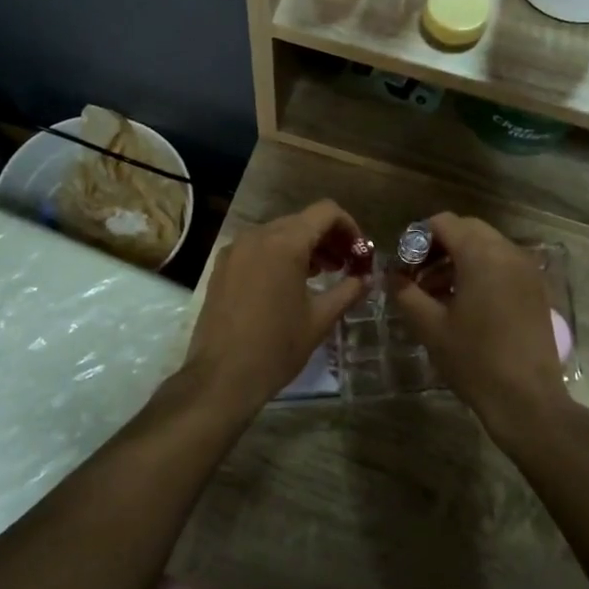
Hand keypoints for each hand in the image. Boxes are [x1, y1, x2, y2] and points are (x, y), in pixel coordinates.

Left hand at [182, 200, 367, 418]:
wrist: (222, 376)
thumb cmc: (276, 347)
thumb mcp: (320, 319)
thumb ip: (348, 291)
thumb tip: (367, 278)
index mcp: (285, 243)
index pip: (326, 212)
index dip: (349, 227)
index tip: (360, 253)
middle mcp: (257, 236)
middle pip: (302, 221)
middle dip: (328, 239)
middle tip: (346, 266)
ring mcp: (235, 249)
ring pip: (279, 233)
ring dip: (305, 247)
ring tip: (322, 275)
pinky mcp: (222, 266)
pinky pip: (258, 248)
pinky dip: (279, 255)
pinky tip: (290, 283)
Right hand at [390, 213, 573, 444]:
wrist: (527, 399)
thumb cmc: (474, 360)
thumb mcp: (429, 326)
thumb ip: (405, 292)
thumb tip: (392, 275)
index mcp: (481, 255)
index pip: (444, 223)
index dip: (417, 238)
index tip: (403, 265)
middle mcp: (508, 252)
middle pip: (467, 230)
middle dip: (438, 246)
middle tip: (416, 275)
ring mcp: (527, 270)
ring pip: (486, 246)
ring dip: (458, 259)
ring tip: (435, 293)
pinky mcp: (536, 289)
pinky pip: (503, 264)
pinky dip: (480, 271)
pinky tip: (464, 302)